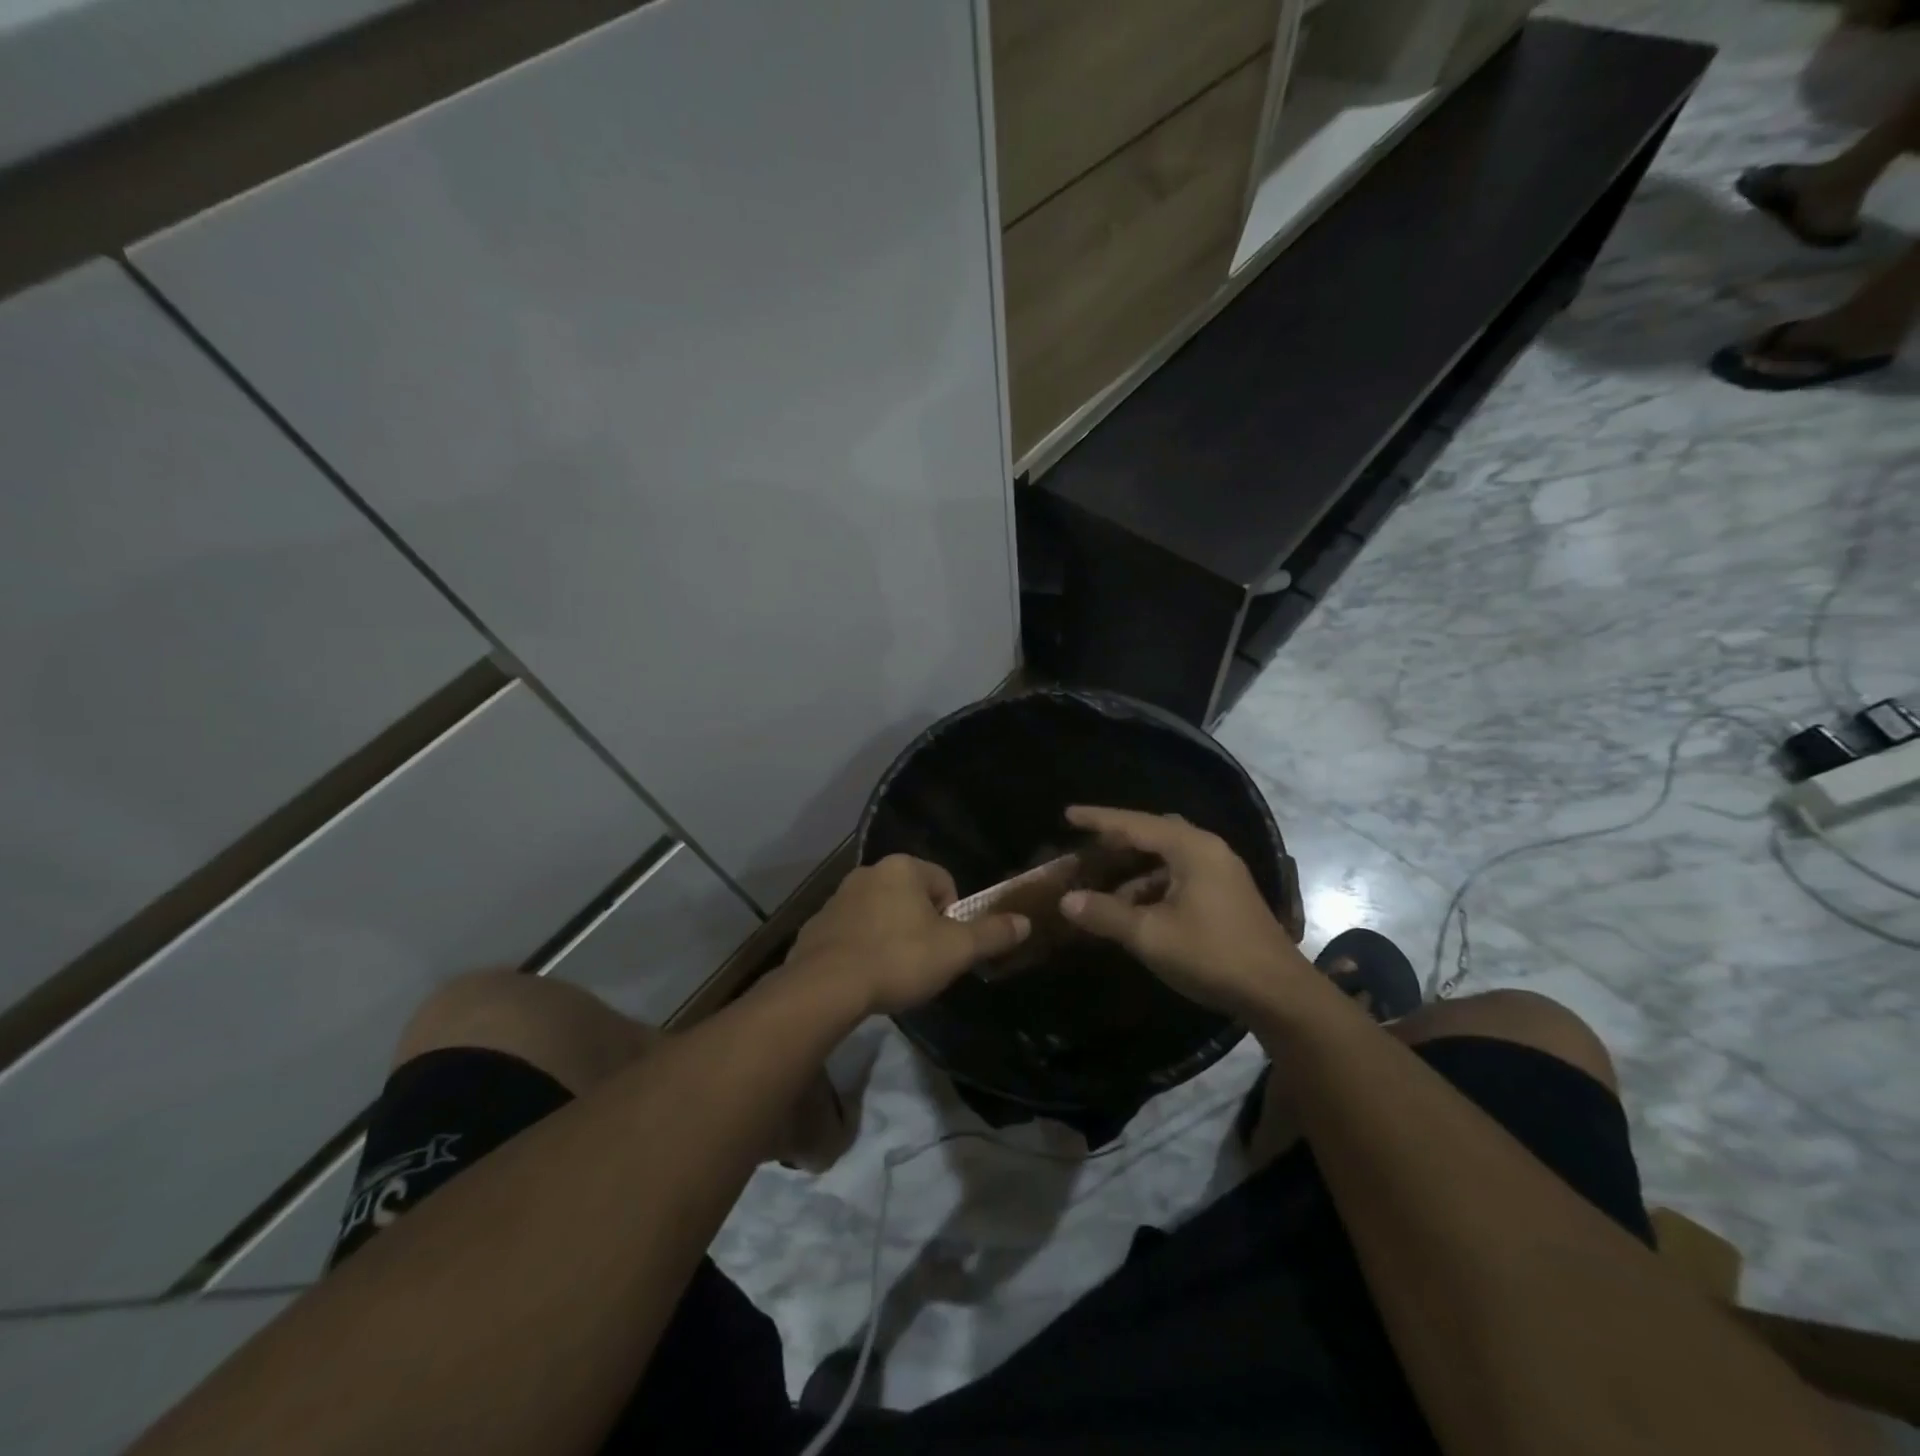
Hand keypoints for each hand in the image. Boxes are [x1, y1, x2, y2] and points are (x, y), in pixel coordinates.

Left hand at [788, 855, 1029, 1014]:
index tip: (945, 947)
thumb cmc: (898, 958)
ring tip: (893, 972)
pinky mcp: (816, 925)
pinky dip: (861, 948)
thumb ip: (992, 934)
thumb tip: (1025, 922)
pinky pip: (851, 932)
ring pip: (880, 913)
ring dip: (891, 935)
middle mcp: (868, 872)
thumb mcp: (955, 950)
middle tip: (923, 962)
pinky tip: (863, 976)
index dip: (953, 916)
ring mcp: (838, 897)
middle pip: (911, 897)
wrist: (826, 986)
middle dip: (920, 926)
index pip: (944, 882)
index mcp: (902, 868)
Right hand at [1058, 806, 1308, 1017]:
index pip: (1135, 824)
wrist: (1279, 994)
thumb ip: (1106, 914)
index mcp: (1191, 848)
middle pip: (1154, 833)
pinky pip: (1180, 874)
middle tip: (1086, 847)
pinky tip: (1135, 907)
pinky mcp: (1226, 894)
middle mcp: (1208, 850)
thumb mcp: (1151, 935)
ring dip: (1135, 868)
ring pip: (1167, 856)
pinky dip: (1153, 883)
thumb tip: (1067, 901)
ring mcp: (1221, 872)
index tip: (1068, 814)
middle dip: (1118, 840)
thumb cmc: (1212, 955)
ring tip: (1103, 882)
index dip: (1098, 819)